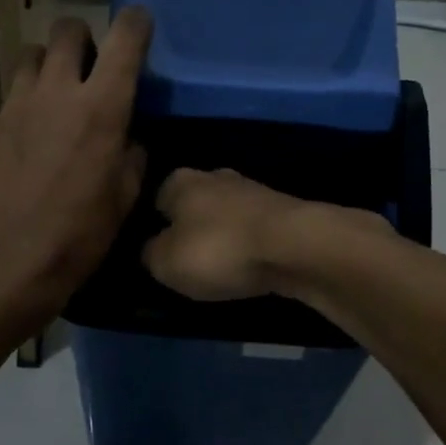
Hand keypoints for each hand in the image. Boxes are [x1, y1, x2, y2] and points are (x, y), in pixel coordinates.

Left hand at [0, 11, 151, 313]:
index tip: (138, 24)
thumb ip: (132, 154)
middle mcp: (57, 91)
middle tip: (87, 63)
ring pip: (30, 57)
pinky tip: (24, 141)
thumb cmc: (81, 232)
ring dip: (47, 66)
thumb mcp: (125, 195)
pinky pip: (8, 102)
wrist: (11, 260)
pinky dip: (22, 111)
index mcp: (101, 106)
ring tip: (52, 94)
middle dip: (82, 37)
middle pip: (67, 30)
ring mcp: (15, 105)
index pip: (124, 38)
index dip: (135, 23)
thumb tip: (128, 138)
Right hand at [143, 168, 382, 300]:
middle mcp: (214, 176)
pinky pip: (252, 230)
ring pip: (225, 215)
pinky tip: (249, 265)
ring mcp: (252, 190)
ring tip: (220, 268)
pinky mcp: (282, 210)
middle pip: (193, 204)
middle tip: (187, 261)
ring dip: (222, 237)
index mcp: (179, 181)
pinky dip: (248, 246)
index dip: (153, 226)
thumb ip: (149, 254)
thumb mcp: (165, 263)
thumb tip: (151, 250)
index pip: (155, 200)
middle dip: (190, 228)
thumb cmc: (218, 250)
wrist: (295, 247)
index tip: (156, 252)